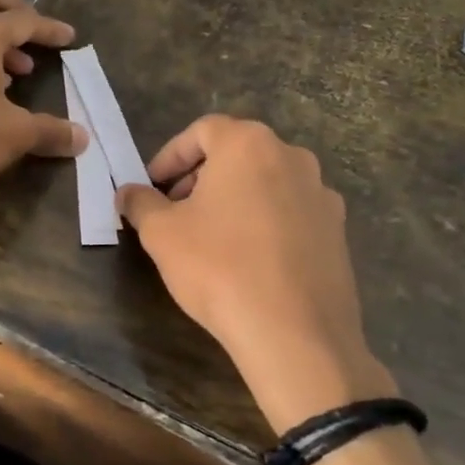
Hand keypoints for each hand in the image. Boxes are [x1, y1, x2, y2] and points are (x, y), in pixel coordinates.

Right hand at [117, 116, 395, 431]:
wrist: (294, 334)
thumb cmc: (219, 268)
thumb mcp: (162, 233)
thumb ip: (140, 203)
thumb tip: (128, 193)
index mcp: (248, 144)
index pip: (201, 131)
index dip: (170, 156)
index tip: (152, 187)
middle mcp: (292, 157)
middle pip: (236, 153)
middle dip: (200, 176)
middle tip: (175, 210)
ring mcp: (321, 194)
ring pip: (265, 182)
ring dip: (234, 198)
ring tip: (210, 235)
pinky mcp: (337, 230)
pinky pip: (290, 212)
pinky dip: (264, 221)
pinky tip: (248, 258)